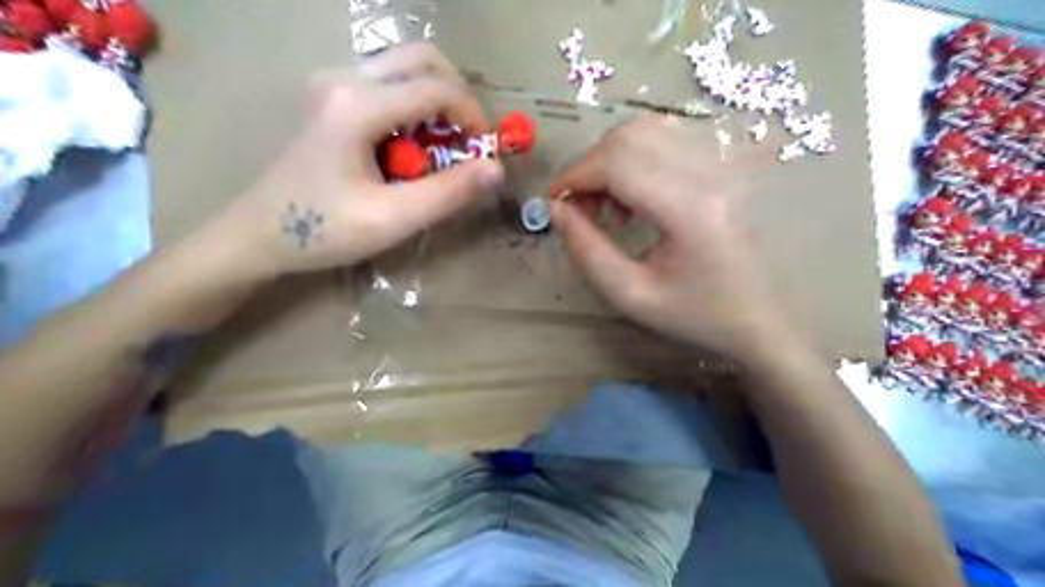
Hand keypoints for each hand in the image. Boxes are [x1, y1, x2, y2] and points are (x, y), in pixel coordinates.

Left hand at [216, 43, 500, 275]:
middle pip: (422, 58)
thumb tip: (497, 169)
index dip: (473, 115)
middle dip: (457, 96)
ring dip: (436, 101)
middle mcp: (344, 77)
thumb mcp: (392, 219)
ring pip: (405, 67)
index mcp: (357, 105)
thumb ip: (447, 193)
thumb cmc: (324, 230)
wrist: (260, 233)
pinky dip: (415, 107)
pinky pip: (388, 83)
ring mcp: (334, 82)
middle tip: (467, 140)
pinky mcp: (332, 95)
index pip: (435, 88)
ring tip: (442, 148)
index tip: (486, 152)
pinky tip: (411, 146)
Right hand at [550, 116, 797, 361]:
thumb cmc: (695, 315)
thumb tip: (555, 209)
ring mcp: (722, 164)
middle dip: (591, 166)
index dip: (575, 175)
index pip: (618, 164)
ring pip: (649, 130)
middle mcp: (709, 174)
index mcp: (689, 210)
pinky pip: (670, 137)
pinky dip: (637, 156)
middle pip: (631, 137)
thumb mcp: (631, 295)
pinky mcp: (724, 166)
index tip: (554, 200)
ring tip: (609, 204)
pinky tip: (636, 193)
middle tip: (581, 207)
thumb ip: (586, 251)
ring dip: (613, 159)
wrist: (759, 319)